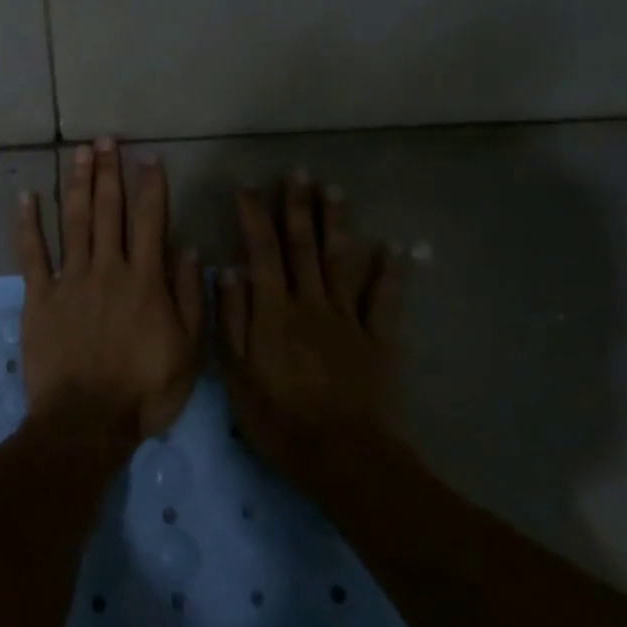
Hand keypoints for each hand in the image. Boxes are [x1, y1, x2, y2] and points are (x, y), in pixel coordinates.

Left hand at [13, 138, 204, 444]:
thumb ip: (189, 297)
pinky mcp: (39, 296)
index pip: (150, 220)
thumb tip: (189, 248)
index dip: (150, 186)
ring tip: (78, 152)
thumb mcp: (188, 351)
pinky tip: (26, 196)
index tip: (148, 157)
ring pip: (73, 221)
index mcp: (145, 280)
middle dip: (108, 171)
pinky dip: (27, 224)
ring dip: (76, 183)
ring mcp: (70, 280)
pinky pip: (31, 254)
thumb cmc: (144, 391)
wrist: (86, 422)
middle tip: (105, 140)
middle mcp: (107, 268)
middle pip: (107, 210)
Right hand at [219, 175, 404, 488]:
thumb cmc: (277, 416)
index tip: (248, 186)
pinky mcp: (377, 338)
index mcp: (273, 310)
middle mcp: (310, 302)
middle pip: (303, 246)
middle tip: (300, 172)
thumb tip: (227, 270)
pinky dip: (393, 270)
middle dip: (299, 207)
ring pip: (341, 261)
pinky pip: (386, 299)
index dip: (254, 216)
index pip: (262, 251)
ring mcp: (347, 318)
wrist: (339, 453)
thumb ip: (232, 318)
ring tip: (336, 191)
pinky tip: (399, 245)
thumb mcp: (236, 372)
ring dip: (338, 224)